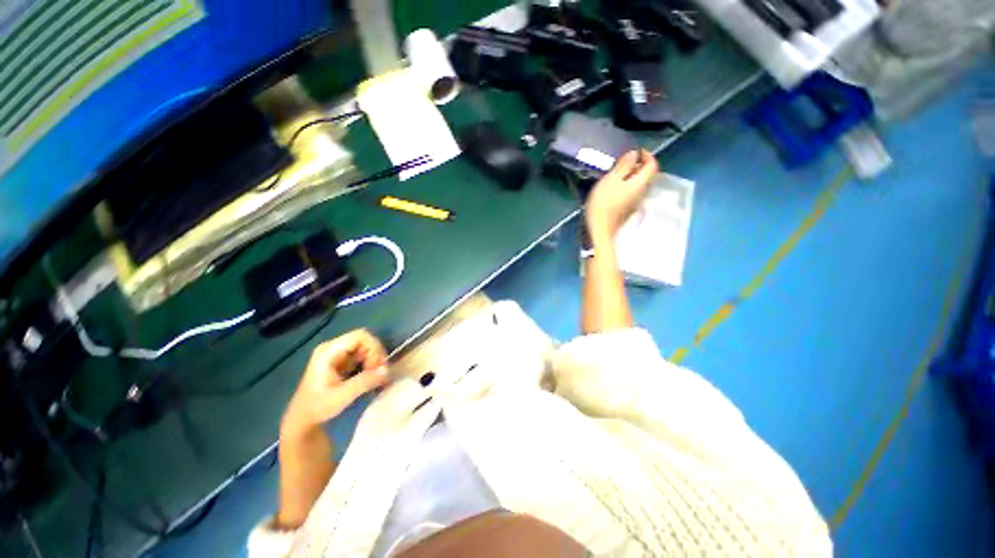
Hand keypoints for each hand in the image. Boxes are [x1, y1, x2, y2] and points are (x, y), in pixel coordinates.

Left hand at [281, 329, 388, 436]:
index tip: (377, 367)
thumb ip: (365, 381)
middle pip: (365, 340)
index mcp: (329, 351)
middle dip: (375, 355)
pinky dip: (369, 364)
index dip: (374, 348)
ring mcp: (337, 354)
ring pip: (365, 348)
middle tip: (378, 373)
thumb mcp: (342, 396)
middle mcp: (333, 347)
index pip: (361, 336)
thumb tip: (387, 370)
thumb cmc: (318, 407)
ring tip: (375, 377)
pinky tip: (370, 377)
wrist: (302, 420)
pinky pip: (362, 355)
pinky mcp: (341, 361)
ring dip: (374, 360)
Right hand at [585, 150, 658, 241]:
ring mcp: (636, 203)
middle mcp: (643, 192)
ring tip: (615, 175)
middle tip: (621, 163)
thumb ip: (624, 166)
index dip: (646, 155)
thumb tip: (634, 154)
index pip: (653, 164)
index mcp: (640, 183)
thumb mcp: (611, 180)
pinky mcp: (628, 210)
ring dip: (630, 177)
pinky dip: (626, 187)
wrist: (600, 230)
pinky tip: (613, 190)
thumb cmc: (604, 204)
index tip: (634, 152)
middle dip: (637, 166)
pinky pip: (632, 193)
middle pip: (646, 175)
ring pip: (639, 185)